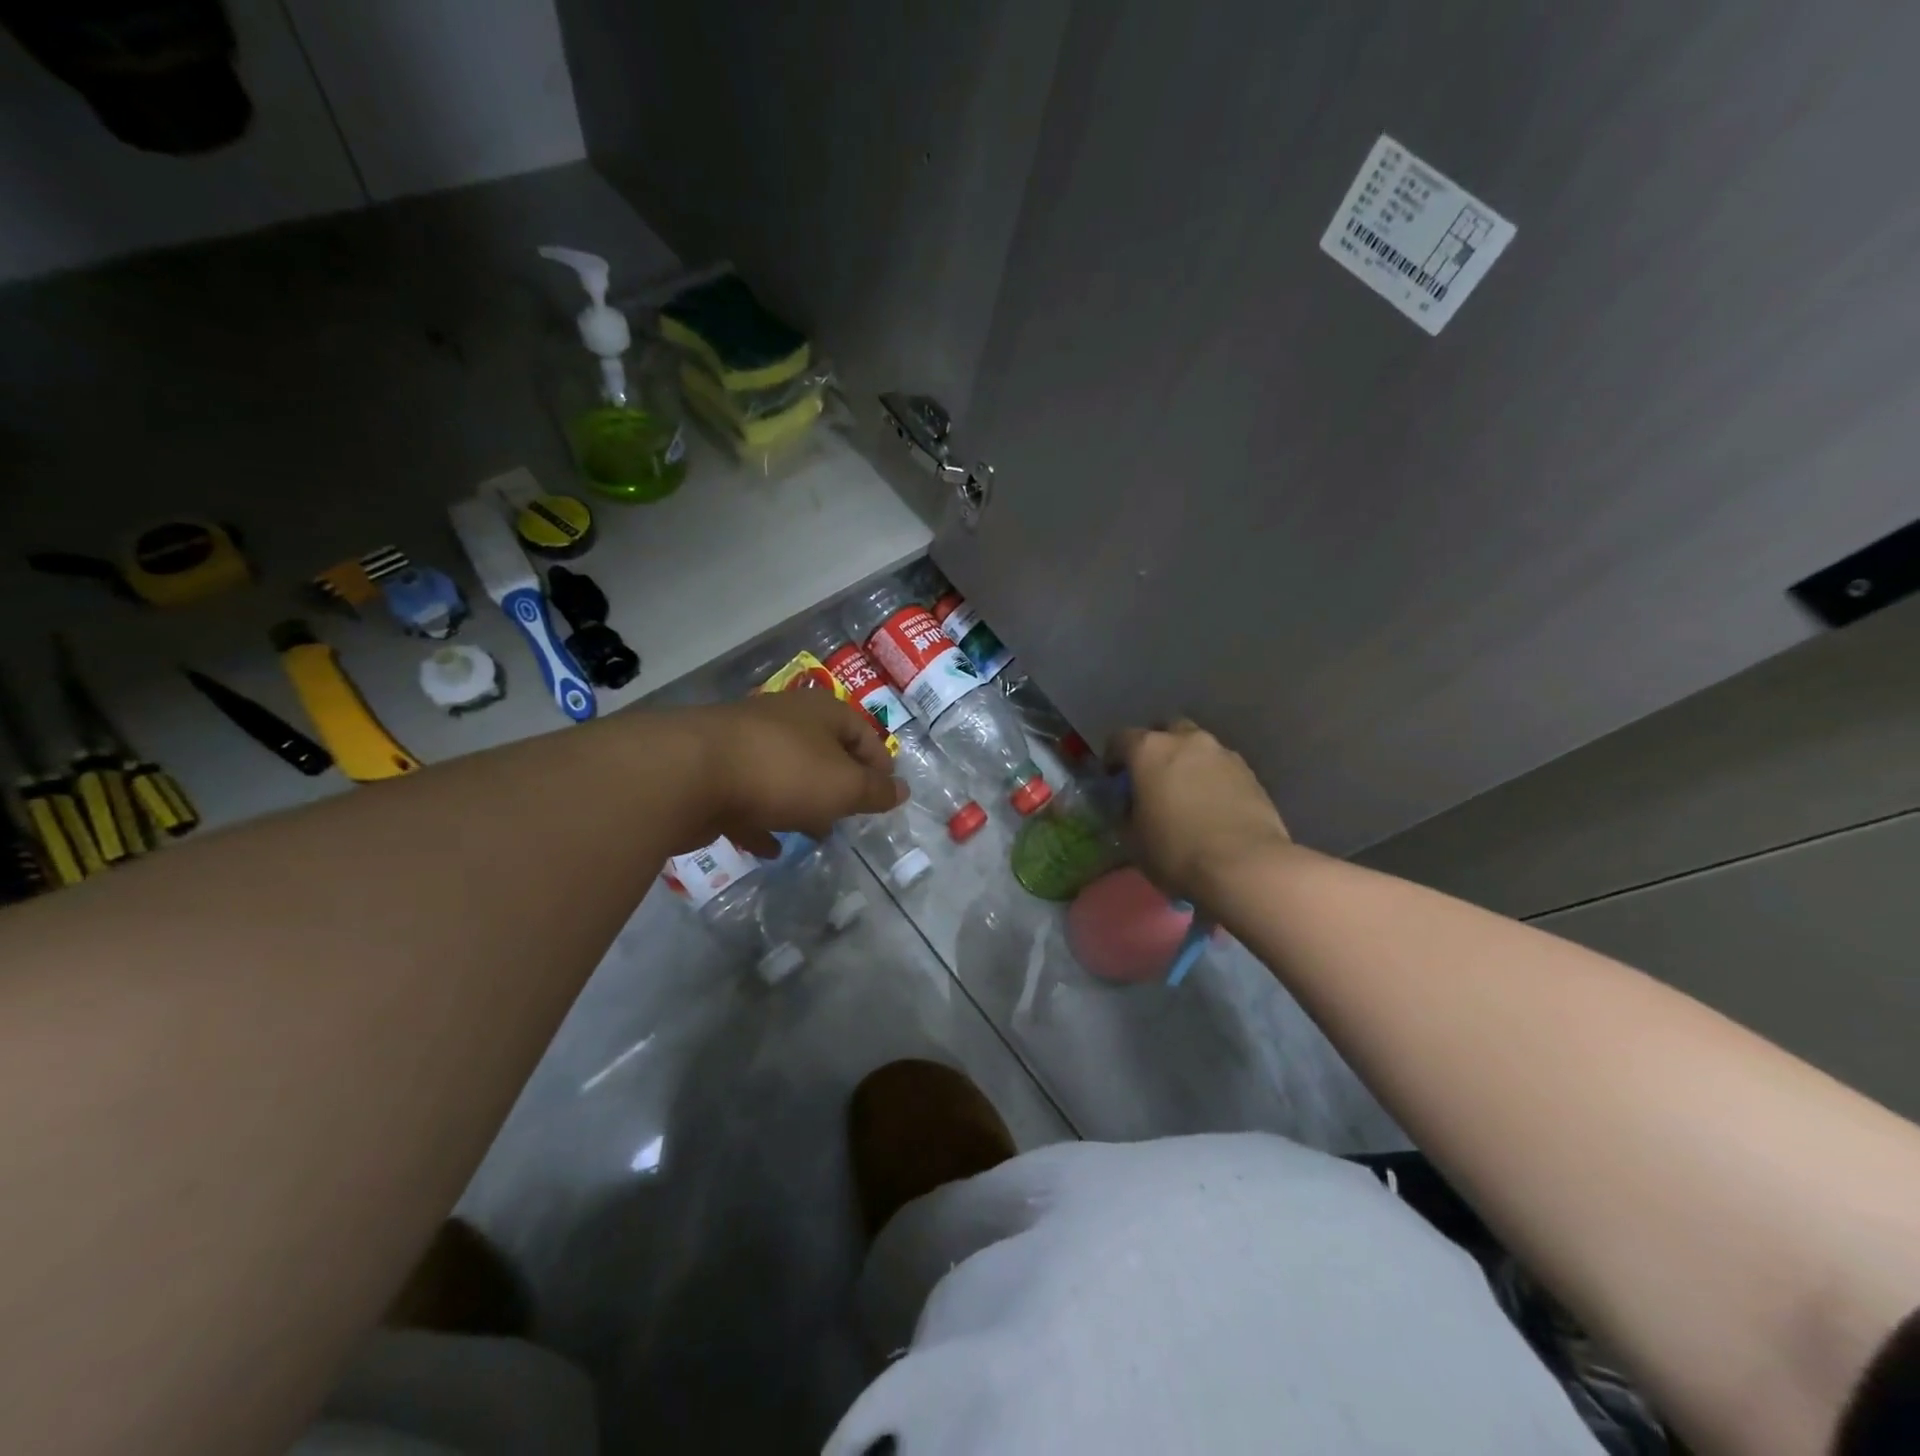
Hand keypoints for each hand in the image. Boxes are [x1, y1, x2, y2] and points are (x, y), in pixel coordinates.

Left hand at [666, 691, 906, 854]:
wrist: (688, 774)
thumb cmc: (783, 772)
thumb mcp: (844, 786)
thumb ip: (875, 792)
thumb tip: (902, 791)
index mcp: (820, 713)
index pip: (863, 731)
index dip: (879, 763)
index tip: (886, 795)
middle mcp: (784, 721)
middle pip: (822, 751)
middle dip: (839, 785)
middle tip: (852, 816)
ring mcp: (744, 745)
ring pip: (785, 774)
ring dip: (802, 803)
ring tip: (817, 835)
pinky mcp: (713, 774)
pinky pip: (748, 799)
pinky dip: (763, 821)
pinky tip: (771, 848)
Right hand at [1111, 719, 1291, 903]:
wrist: (1245, 866)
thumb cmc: (1176, 851)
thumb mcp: (1133, 838)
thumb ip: (1127, 812)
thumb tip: (1131, 805)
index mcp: (1149, 750)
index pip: (1120, 739)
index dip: (1113, 758)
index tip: (1114, 779)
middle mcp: (1186, 740)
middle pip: (1165, 731)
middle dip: (1156, 749)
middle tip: (1153, 778)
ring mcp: (1222, 753)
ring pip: (1197, 747)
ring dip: (1188, 762)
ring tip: (1186, 793)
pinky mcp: (1250, 772)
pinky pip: (1222, 767)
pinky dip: (1213, 778)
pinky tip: (1212, 805)